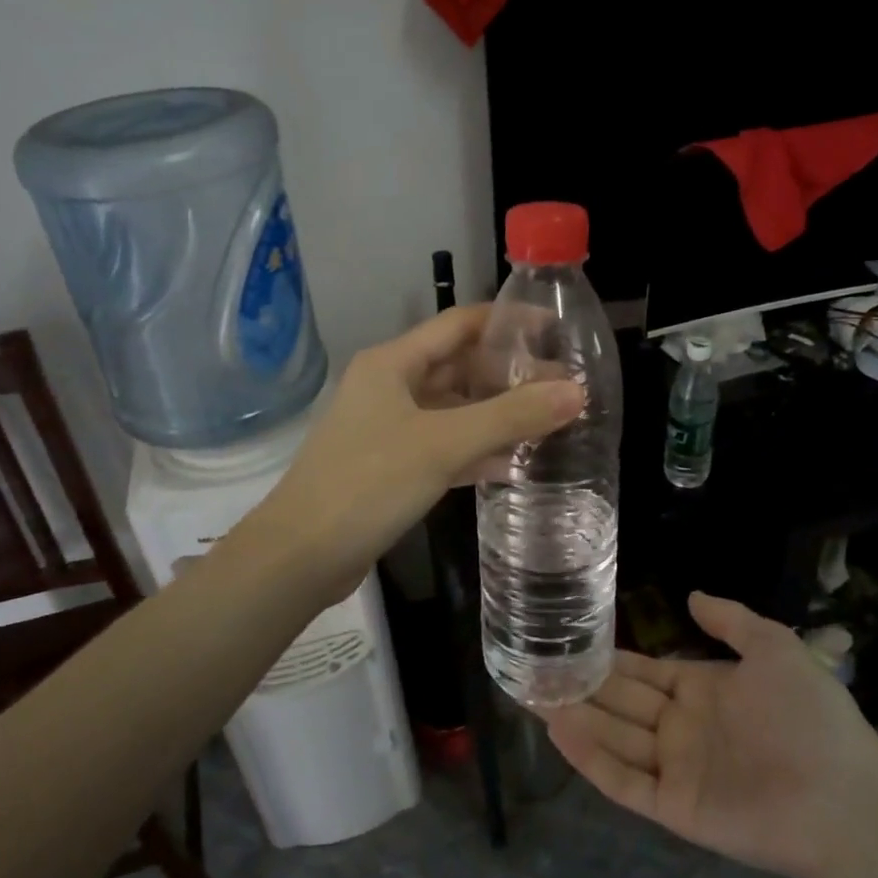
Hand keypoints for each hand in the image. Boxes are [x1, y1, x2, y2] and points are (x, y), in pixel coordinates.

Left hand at [249, 306, 583, 606]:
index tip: (554, 330)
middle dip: (507, 375)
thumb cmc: (369, 482)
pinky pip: (441, 446)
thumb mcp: (444, 444)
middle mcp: (388, 386)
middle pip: (457, 367)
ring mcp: (387, 428)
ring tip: (547, 422)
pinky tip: (511, 465)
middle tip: (562, 386)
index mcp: (393, 363)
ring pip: (452, 410)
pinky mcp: (389, 466)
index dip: (507, 322)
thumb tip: (576, 392)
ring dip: (495, 415)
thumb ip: (511, 416)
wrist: (300, 555)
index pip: (459, 324)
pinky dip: (474, 451)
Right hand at [542, 592, 877, 877]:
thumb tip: (690, 595)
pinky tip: (558, 730)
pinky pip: (624, 781)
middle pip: (621, 704)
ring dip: (577, 717)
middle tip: (535, 668)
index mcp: (704, 691)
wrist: (845, 797)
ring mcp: (677, 769)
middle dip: (581, 686)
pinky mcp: (675, 808)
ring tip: (532, 693)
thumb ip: (731, 621)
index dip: (610, 659)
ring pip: (614, 739)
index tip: (571, 641)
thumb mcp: (774, 648)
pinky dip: (590, 758)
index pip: (645, 672)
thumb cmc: (809, 715)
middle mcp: (683, 728)